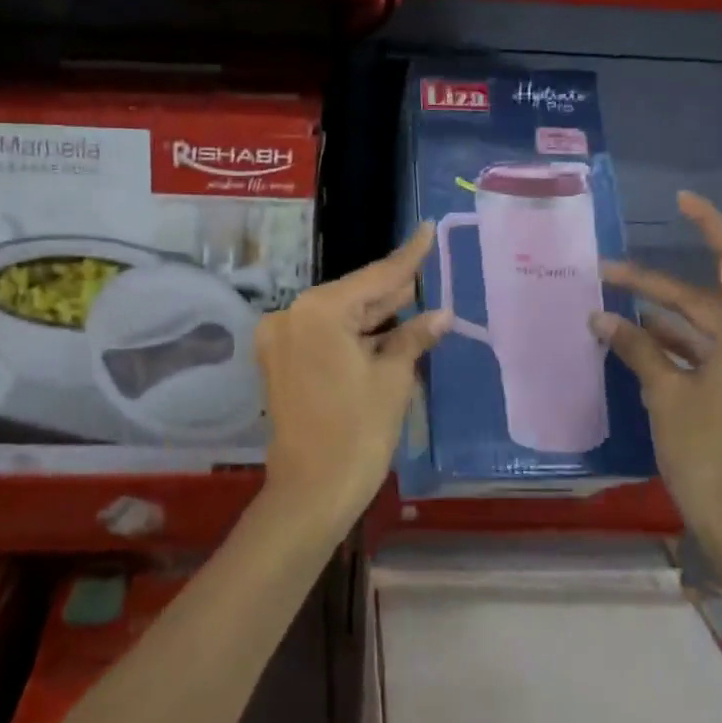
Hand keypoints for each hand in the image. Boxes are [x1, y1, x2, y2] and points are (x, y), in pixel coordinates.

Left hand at [257, 225, 449, 527]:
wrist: (310, 493)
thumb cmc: (357, 433)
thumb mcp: (392, 380)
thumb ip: (413, 337)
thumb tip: (441, 314)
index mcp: (318, 311)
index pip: (373, 278)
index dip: (407, 258)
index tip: (425, 229)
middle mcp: (291, 316)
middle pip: (353, 295)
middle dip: (391, 289)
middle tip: (427, 268)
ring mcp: (281, 339)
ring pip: (338, 316)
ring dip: (374, 314)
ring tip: (414, 299)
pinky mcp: (280, 362)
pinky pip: (324, 336)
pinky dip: (354, 335)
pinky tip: (387, 329)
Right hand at [591, 193, 721, 610]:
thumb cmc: (707, 454)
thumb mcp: (665, 395)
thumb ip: (636, 348)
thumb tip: (601, 318)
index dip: (711, 226)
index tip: (680, 203)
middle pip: (715, 302)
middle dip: (660, 289)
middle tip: (608, 277)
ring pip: (717, 334)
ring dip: (670, 324)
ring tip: (619, 317)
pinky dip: (689, 353)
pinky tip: (649, 354)